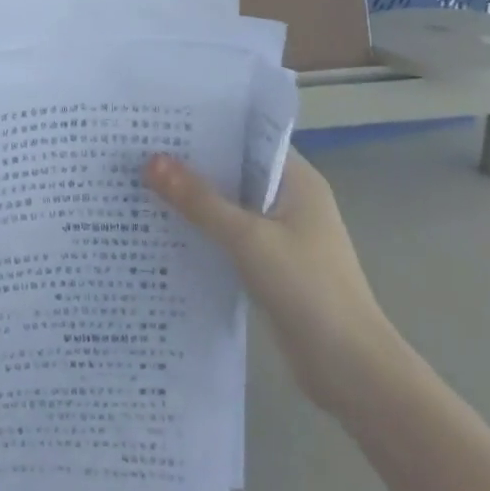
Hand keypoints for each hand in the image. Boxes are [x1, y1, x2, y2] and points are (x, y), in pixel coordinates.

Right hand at [144, 152, 398, 414]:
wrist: (350, 370)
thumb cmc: (307, 288)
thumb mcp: (247, 238)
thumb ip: (199, 200)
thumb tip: (151, 160)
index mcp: (297, 180)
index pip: (247, 137)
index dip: (207, 127)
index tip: (161, 120)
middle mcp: (290, 199)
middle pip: (235, 171)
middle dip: (192, 163)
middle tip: (138, 149)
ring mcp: (281, 234)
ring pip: (229, 205)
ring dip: (194, 200)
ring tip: (140, 182)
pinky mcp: (270, 265)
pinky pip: (229, 236)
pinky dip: (203, 231)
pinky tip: (164, 229)